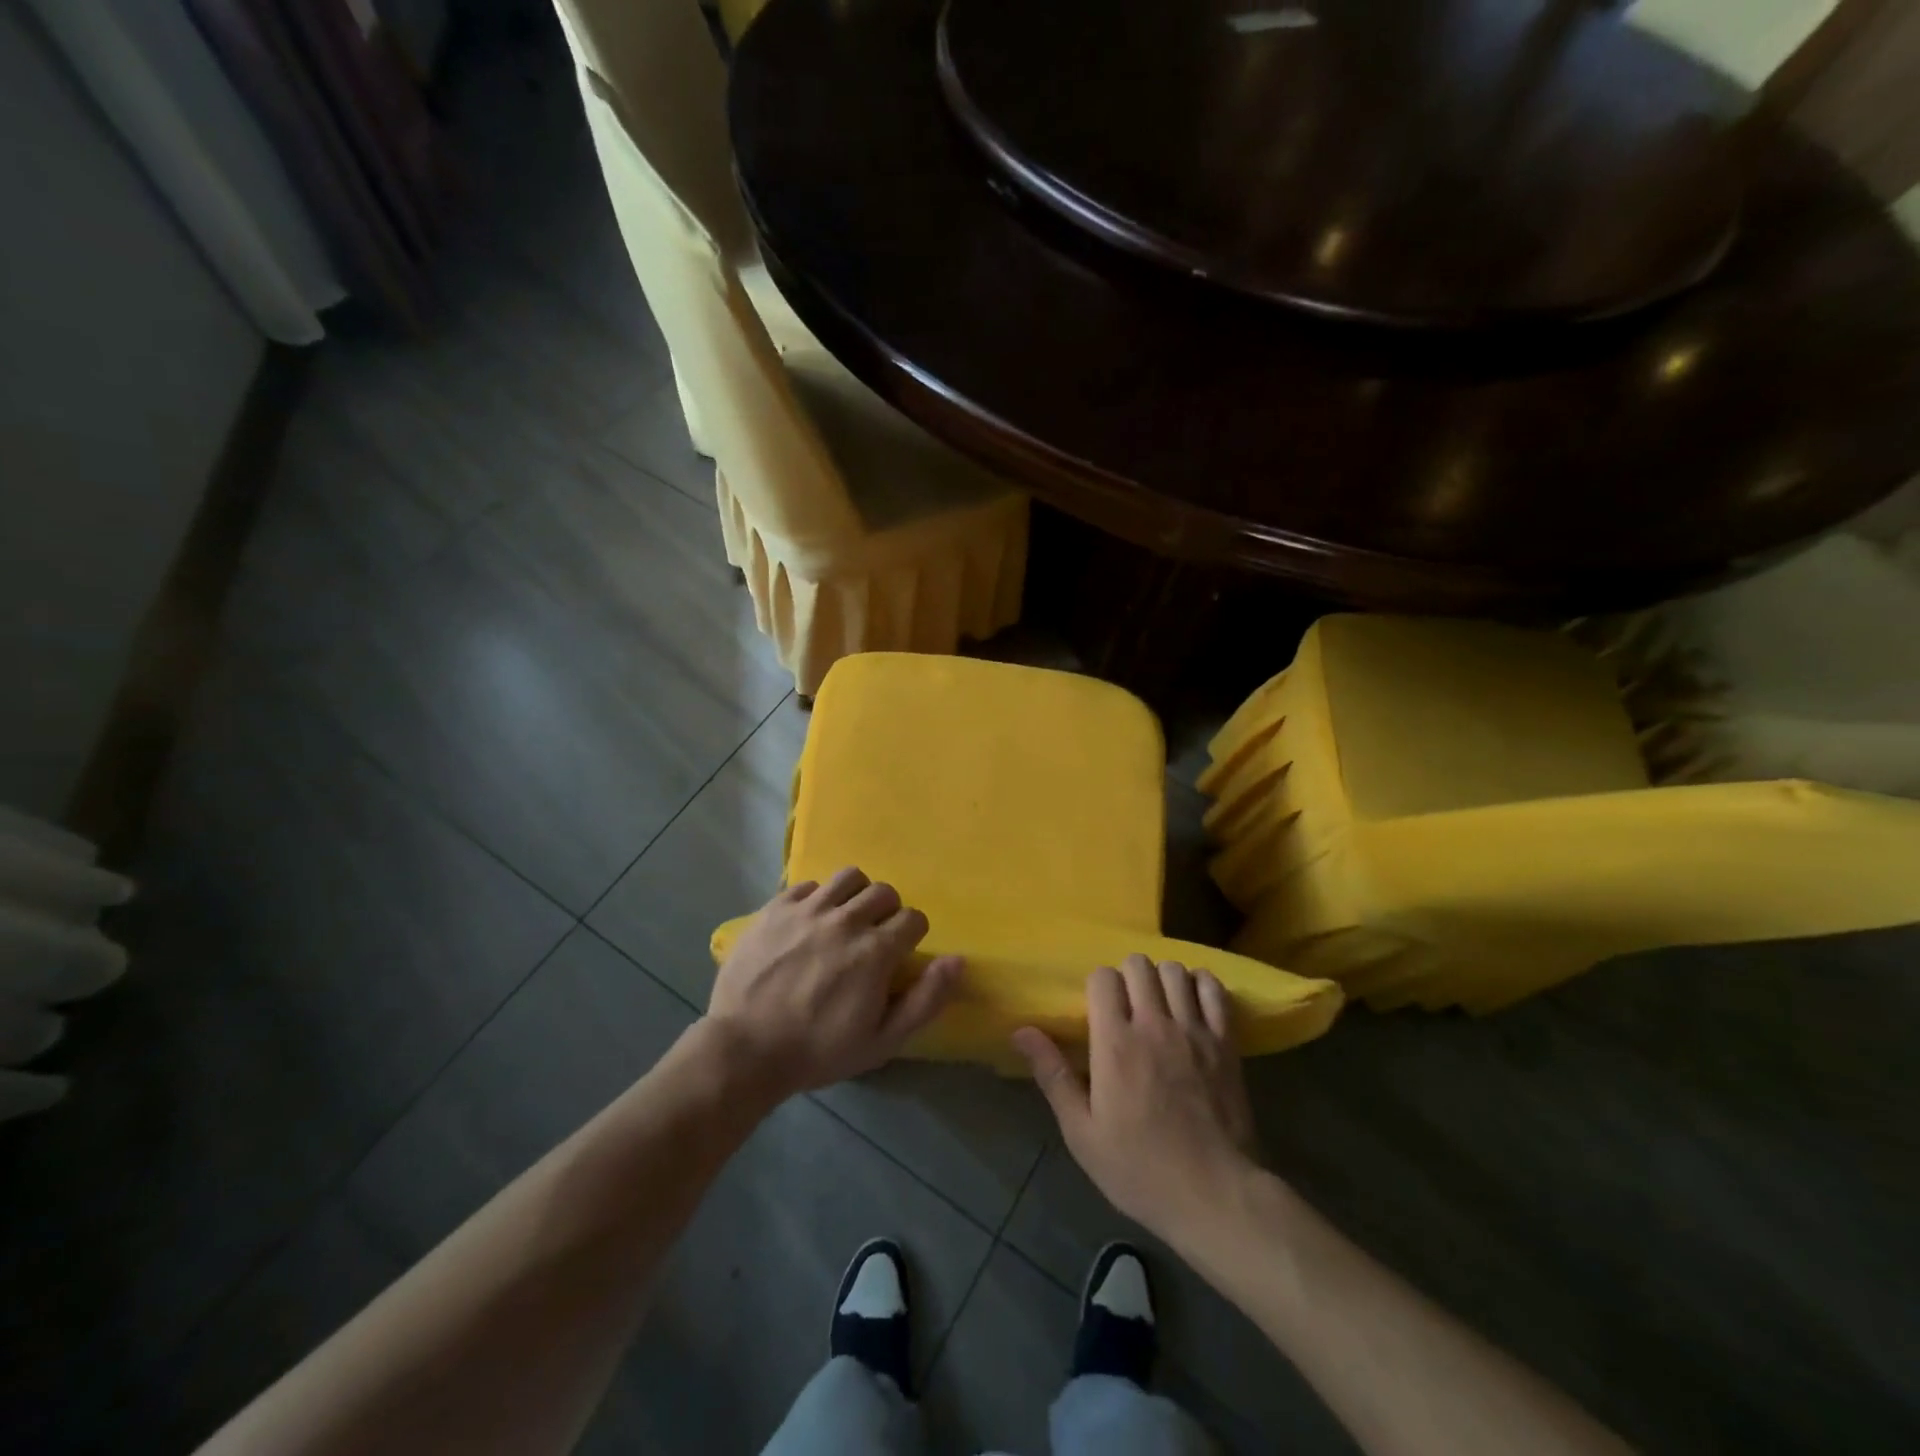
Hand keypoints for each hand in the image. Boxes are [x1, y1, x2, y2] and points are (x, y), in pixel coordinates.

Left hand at [706, 868, 962, 1098]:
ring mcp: (808, 910)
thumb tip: (957, 960)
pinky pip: (808, 885)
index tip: (898, 956)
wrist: (744, 1050)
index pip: (913, 919)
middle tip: (873, 938)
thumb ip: (925, 999)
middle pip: (884, 892)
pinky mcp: (776, 907)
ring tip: (844, 920)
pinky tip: (808, 923)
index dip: (912, 937)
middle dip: (887, 913)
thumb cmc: (818, 1051)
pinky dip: (816, 899)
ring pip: (849, 877)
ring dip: (855, 896)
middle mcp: (845, 920)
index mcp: (875, 951)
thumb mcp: (882, 1041)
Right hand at [1013, 955, 1260, 1248]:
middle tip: (1127, 1007)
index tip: (1097, 1012)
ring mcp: (1194, 1030)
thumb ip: (1053, 1075)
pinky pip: (1214, 990)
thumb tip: (1021, 1031)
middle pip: (1138, 964)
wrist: (1215, 1196)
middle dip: (1127, 976)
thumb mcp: (1082, 1133)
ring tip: (1159, 1004)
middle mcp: (1154, 1025)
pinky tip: (1192, 1003)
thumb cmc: (1140, 1170)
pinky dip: (1200, 985)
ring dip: (1162, 979)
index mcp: (1115, 1043)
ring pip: (1174, 970)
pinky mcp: (1226, 1042)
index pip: (1102, 977)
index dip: (1097, 986)